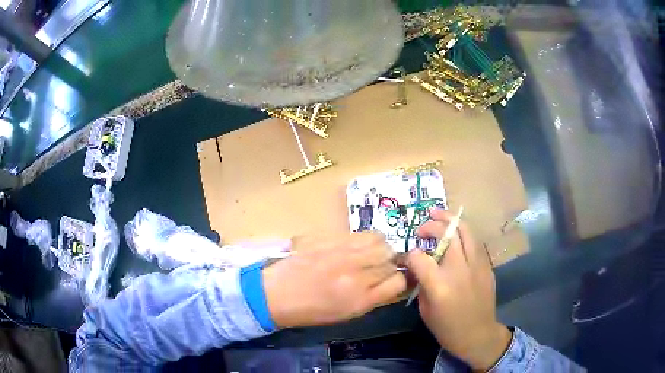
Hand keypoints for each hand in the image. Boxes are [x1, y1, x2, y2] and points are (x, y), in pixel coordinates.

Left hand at [263, 232, 405, 328]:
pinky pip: (361, 234)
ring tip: (368, 255)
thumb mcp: (347, 313)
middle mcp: (357, 274)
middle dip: (390, 263)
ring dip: (380, 249)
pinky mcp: (331, 238)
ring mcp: (344, 253)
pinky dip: (365, 240)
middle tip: (378, 267)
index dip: (400, 280)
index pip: (399, 282)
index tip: (393, 279)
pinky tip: (354, 247)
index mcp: (361, 299)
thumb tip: (391, 281)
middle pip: (391, 259)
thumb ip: (373, 297)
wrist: (277, 294)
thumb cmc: (311, 311)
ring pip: (381, 242)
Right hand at [406, 209, 511, 370]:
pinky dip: (463, 234)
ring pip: (465, 231)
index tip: (409, 256)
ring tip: (439, 214)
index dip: (411, 254)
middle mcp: (459, 270)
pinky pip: (474, 242)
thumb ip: (422, 284)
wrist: (478, 334)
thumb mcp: (425, 310)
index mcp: (439, 285)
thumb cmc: (447, 328)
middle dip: (431, 226)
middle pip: (446, 234)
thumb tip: (419, 267)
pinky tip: (456, 234)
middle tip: (423, 227)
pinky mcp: (486, 266)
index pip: (420, 257)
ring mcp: (476, 265)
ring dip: (450, 220)